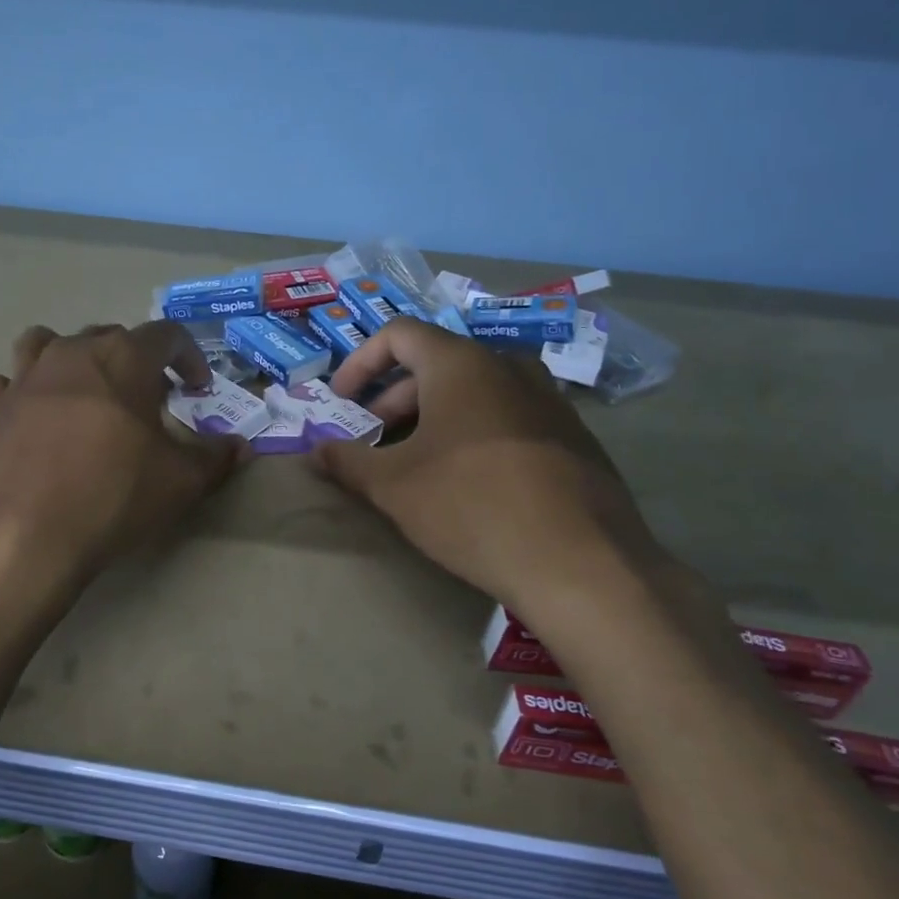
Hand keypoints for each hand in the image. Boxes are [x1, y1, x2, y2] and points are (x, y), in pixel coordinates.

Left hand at [0, 322, 245, 586]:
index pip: (166, 335)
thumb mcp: (179, 482)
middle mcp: (71, 353)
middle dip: (134, 360)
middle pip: (108, 336)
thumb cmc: (111, 495)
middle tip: (147, 398)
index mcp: (123, 358)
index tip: (197, 388)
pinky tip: (33, 419)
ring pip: (46, 343)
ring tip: (83, 392)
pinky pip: (7, 383)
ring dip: (70, 359)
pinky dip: (23, 392)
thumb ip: (214, 458)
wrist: (19, 534)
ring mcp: (24, 377)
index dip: (189, 356)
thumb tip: (240, 447)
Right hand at [312, 320, 665, 616]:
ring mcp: (548, 399)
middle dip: (392, 398)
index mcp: (461, 364)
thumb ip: (346, 461)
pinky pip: (508, 416)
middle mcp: (507, 367)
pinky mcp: (573, 436)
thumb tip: (314, 451)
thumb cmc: (472, 507)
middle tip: (371, 440)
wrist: (583, 564)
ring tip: (414, 462)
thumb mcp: (394, 486)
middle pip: (435, 363)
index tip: (342, 402)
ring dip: (432, 417)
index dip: (360, 362)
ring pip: (473, 391)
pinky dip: (473, 432)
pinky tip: (468, 482)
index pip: (398, 334)